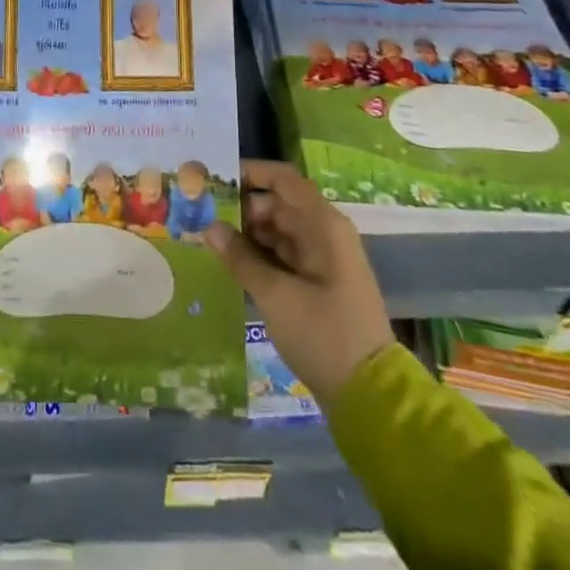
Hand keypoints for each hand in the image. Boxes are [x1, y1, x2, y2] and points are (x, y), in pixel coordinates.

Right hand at [205, 160, 395, 407]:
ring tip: (206, 239)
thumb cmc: (323, 334)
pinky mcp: (317, 285)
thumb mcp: (275, 295)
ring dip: (246, 234)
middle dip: (240, 208)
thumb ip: (240, 257)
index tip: (213, 179)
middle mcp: (324, 234)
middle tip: (199, 215)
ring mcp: (322, 261)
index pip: (283, 180)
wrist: (370, 395)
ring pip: (277, 232)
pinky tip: (229, 265)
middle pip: (277, 205)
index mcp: (323, 225)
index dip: (249, 173)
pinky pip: (282, 257)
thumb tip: (209, 226)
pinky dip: (258, 257)